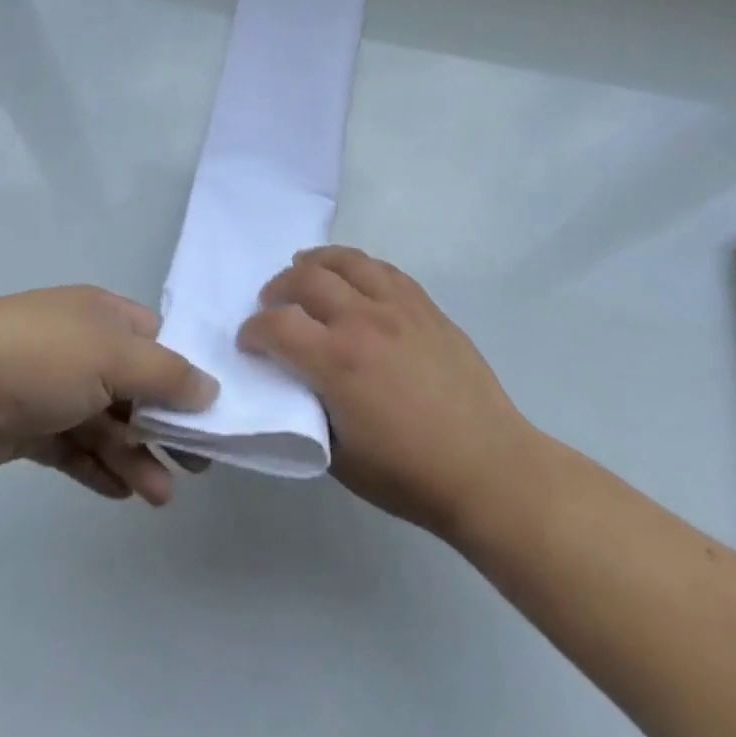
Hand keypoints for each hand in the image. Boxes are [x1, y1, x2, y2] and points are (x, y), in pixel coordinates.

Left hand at [0, 286, 216, 505]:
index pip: (157, 340)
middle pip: (136, 385)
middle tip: (197, 464)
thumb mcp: (113, 358)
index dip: (185, 373)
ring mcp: (51, 387)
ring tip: (160, 496)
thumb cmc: (38, 359)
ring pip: (107, 423)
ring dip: (135, 456)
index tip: (212, 412)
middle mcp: (81, 345)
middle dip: (165, 424)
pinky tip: (122, 493)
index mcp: (102, 314)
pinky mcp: (26, 428)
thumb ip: (166, 375)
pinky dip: (99, 468)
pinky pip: (74, 448)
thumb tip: (211, 388)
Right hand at [238, 247, 528, 535]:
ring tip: (304, 270)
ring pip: (347, 262)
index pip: (277, 325)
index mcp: (337, 361)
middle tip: (271, 303)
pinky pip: (384, 270)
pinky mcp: (426, 306)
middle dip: (278, 288)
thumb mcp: (340, 457)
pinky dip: (358, 266)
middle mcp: (364, 320)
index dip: (253, 330)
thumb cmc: (410, 475)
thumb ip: (310, 411)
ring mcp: (399, 307)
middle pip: (307, 279)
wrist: (487, 466)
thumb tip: (296, 383)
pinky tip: (353, 278)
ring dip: (316, 262)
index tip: (248, 341)